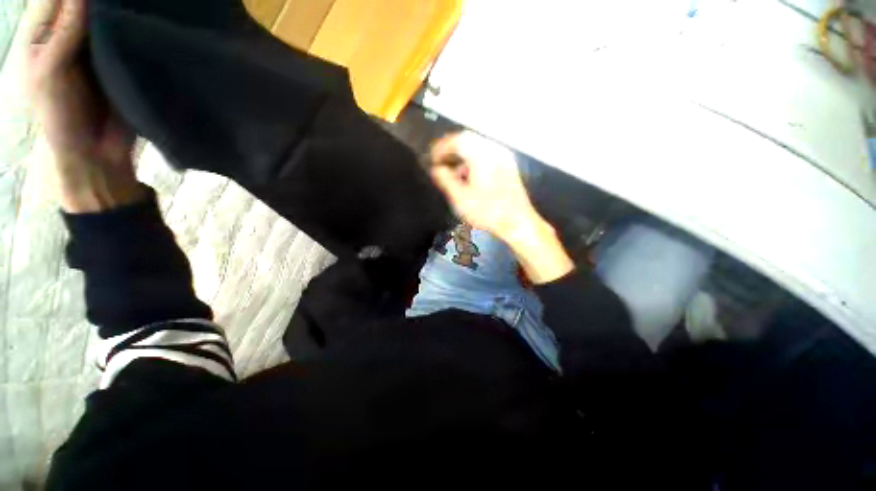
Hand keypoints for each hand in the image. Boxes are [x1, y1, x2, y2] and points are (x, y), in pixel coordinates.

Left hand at [26, 0, 143, 212]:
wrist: (96, 151)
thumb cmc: (61, 115)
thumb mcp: (50, 71)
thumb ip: (65, 32)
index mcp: (45, 34)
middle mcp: (72, 34)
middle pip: (86, 5)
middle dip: (103, 2)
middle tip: (127, 0)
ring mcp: (98, 48)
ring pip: (109, 17)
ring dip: (121, 10)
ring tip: (141, 5)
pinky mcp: (122, 61)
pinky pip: (128, 37)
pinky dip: (136, 28)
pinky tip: (147, 22)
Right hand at [430, 131, 541, 242]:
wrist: (517, 222)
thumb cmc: (487, 211)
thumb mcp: (460, 198)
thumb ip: (445, 180)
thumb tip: (436, 169)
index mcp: (482, 155)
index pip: (457, 140)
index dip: (441, 147)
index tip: (432, 159)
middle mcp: (494, 150)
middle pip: (468, 139)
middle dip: (451, 149)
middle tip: (440, 161)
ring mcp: (503, 156)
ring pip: (478, 146)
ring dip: (462, 154)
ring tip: (452, 170)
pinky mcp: (508, 165)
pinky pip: (487, 154)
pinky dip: (473, 159)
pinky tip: (468, 175)